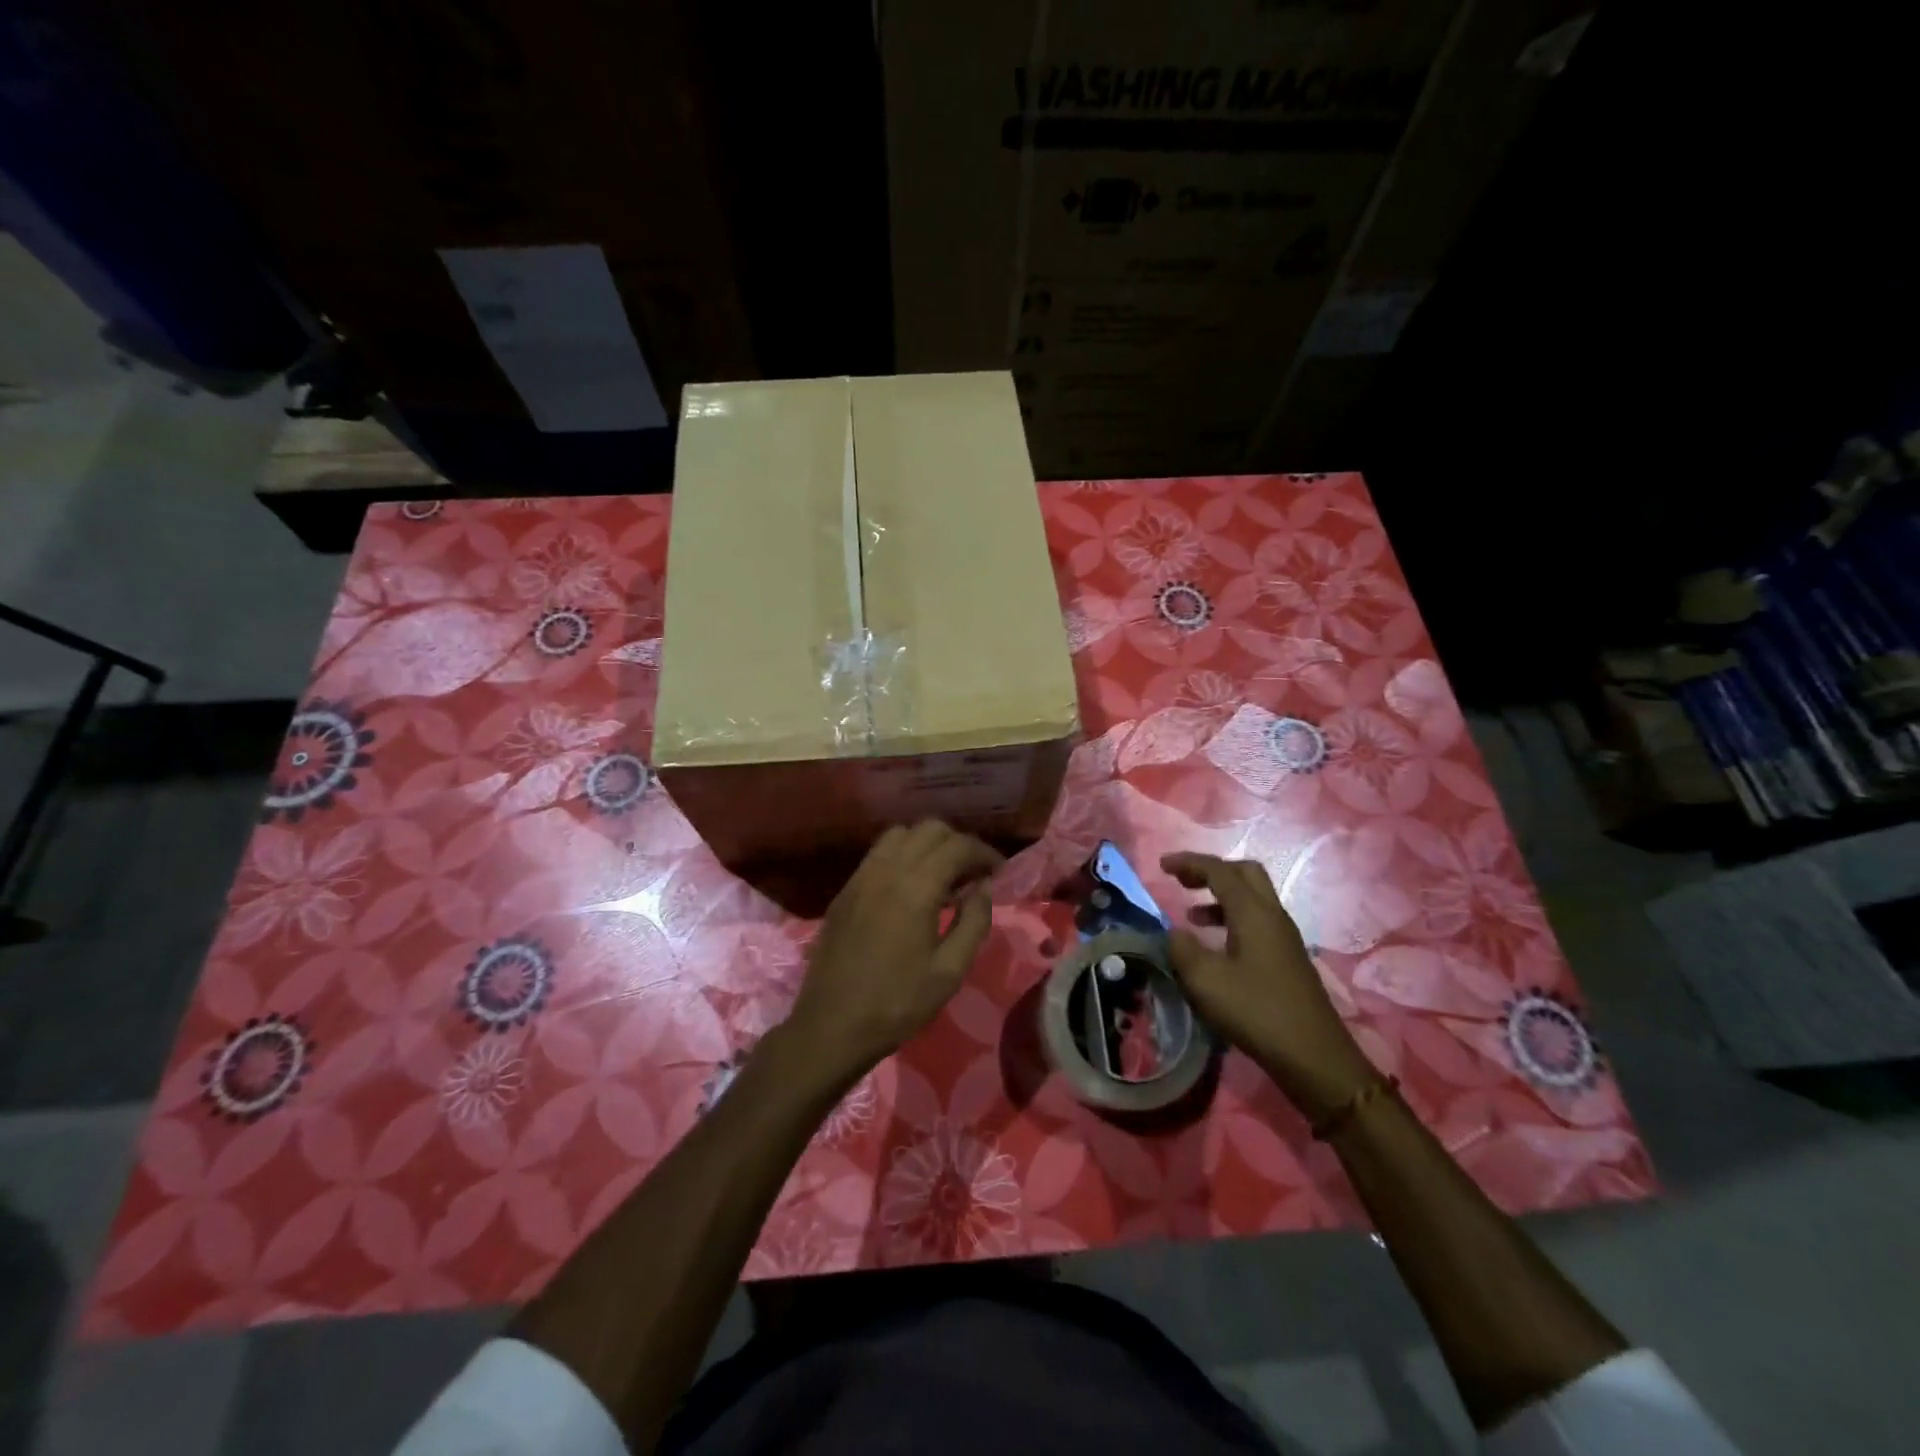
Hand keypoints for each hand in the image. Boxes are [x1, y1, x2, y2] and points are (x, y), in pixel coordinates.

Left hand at [786, 821, 1001, 1080]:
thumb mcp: (949, 971)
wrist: (831, 1026)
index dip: (984, 853)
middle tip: (973, 874)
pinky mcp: (846, 890)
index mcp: (915, 888)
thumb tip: (984, 888)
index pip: (957, 846)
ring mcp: (861, 877)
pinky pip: (879, 854)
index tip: (998, 872)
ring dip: (927, 844)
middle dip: (958, 843)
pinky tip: (911, 888)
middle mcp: (886, 870)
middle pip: (929, 829)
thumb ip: (973, 922)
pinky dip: (903, 855)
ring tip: (942, 876)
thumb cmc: (897, 1004)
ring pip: (900, 834)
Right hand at [1162, 851, 1376, 1121]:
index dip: (1189, 863)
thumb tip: (1174, 932)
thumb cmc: (1257, 1012)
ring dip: (1221, 897)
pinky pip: (1256, 922)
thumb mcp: (1205, 981)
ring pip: (1252, 899)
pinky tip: (1216, 947)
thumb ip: (1182, 949)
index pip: (1219, 871)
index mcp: (1253, 912)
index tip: (1162, 865)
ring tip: (1191, 916)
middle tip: (1183, 881)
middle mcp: (1273, 916)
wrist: (1314, 1057)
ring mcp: (1284, 938)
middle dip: (1211, 871)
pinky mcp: (1288, 959)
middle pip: (1244, 874)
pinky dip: (1231, 920)